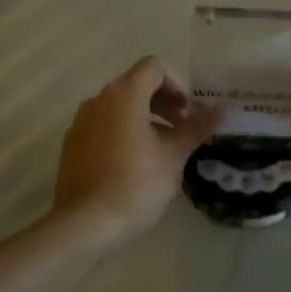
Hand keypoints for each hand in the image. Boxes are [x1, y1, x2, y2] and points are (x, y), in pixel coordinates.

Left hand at [53, 57, 221, 244]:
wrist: (85, 224)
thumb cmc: (136, 184)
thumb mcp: (174, 155)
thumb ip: (196, 127)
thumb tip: (218, 109)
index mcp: (124, 94)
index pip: (154, 67)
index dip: (177, 85)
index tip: (188, 114)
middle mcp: (98, 100)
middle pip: (135, 85)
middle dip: (163, 102)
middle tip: (182, 131)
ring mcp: (80, 122)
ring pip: (118, 108)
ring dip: (144, 119)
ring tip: (161, 150)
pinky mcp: (72, 145)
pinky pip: (103, 127)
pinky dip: (123, 133)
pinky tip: (134, 165)